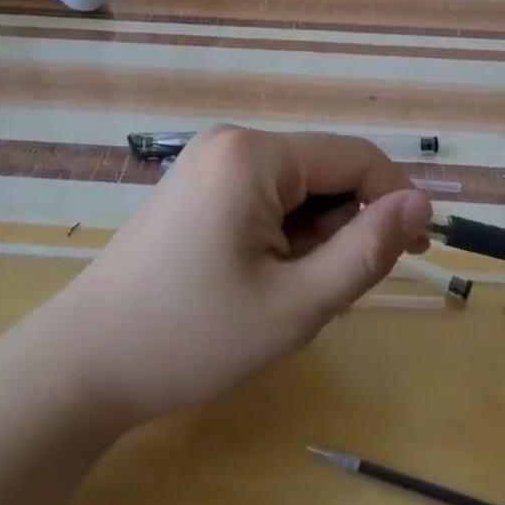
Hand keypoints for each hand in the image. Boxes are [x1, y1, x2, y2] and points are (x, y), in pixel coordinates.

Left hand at [41, 127, 432, 424]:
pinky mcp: (197, 185)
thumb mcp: (295, 305)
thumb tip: (420, 204)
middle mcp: (231, 142)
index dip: (396, 199)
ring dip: (314, 236)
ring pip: (298, 188)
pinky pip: (266, 196)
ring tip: (289, 294)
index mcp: (254, 156)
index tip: (419, 250)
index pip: (355, 157)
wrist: (84, 363)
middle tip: (332, 293)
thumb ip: (366, 250)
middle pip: (324, 171)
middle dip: (345, 226)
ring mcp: (209, 161)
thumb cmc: (191, 338)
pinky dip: (283, 235)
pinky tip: (262, 279)